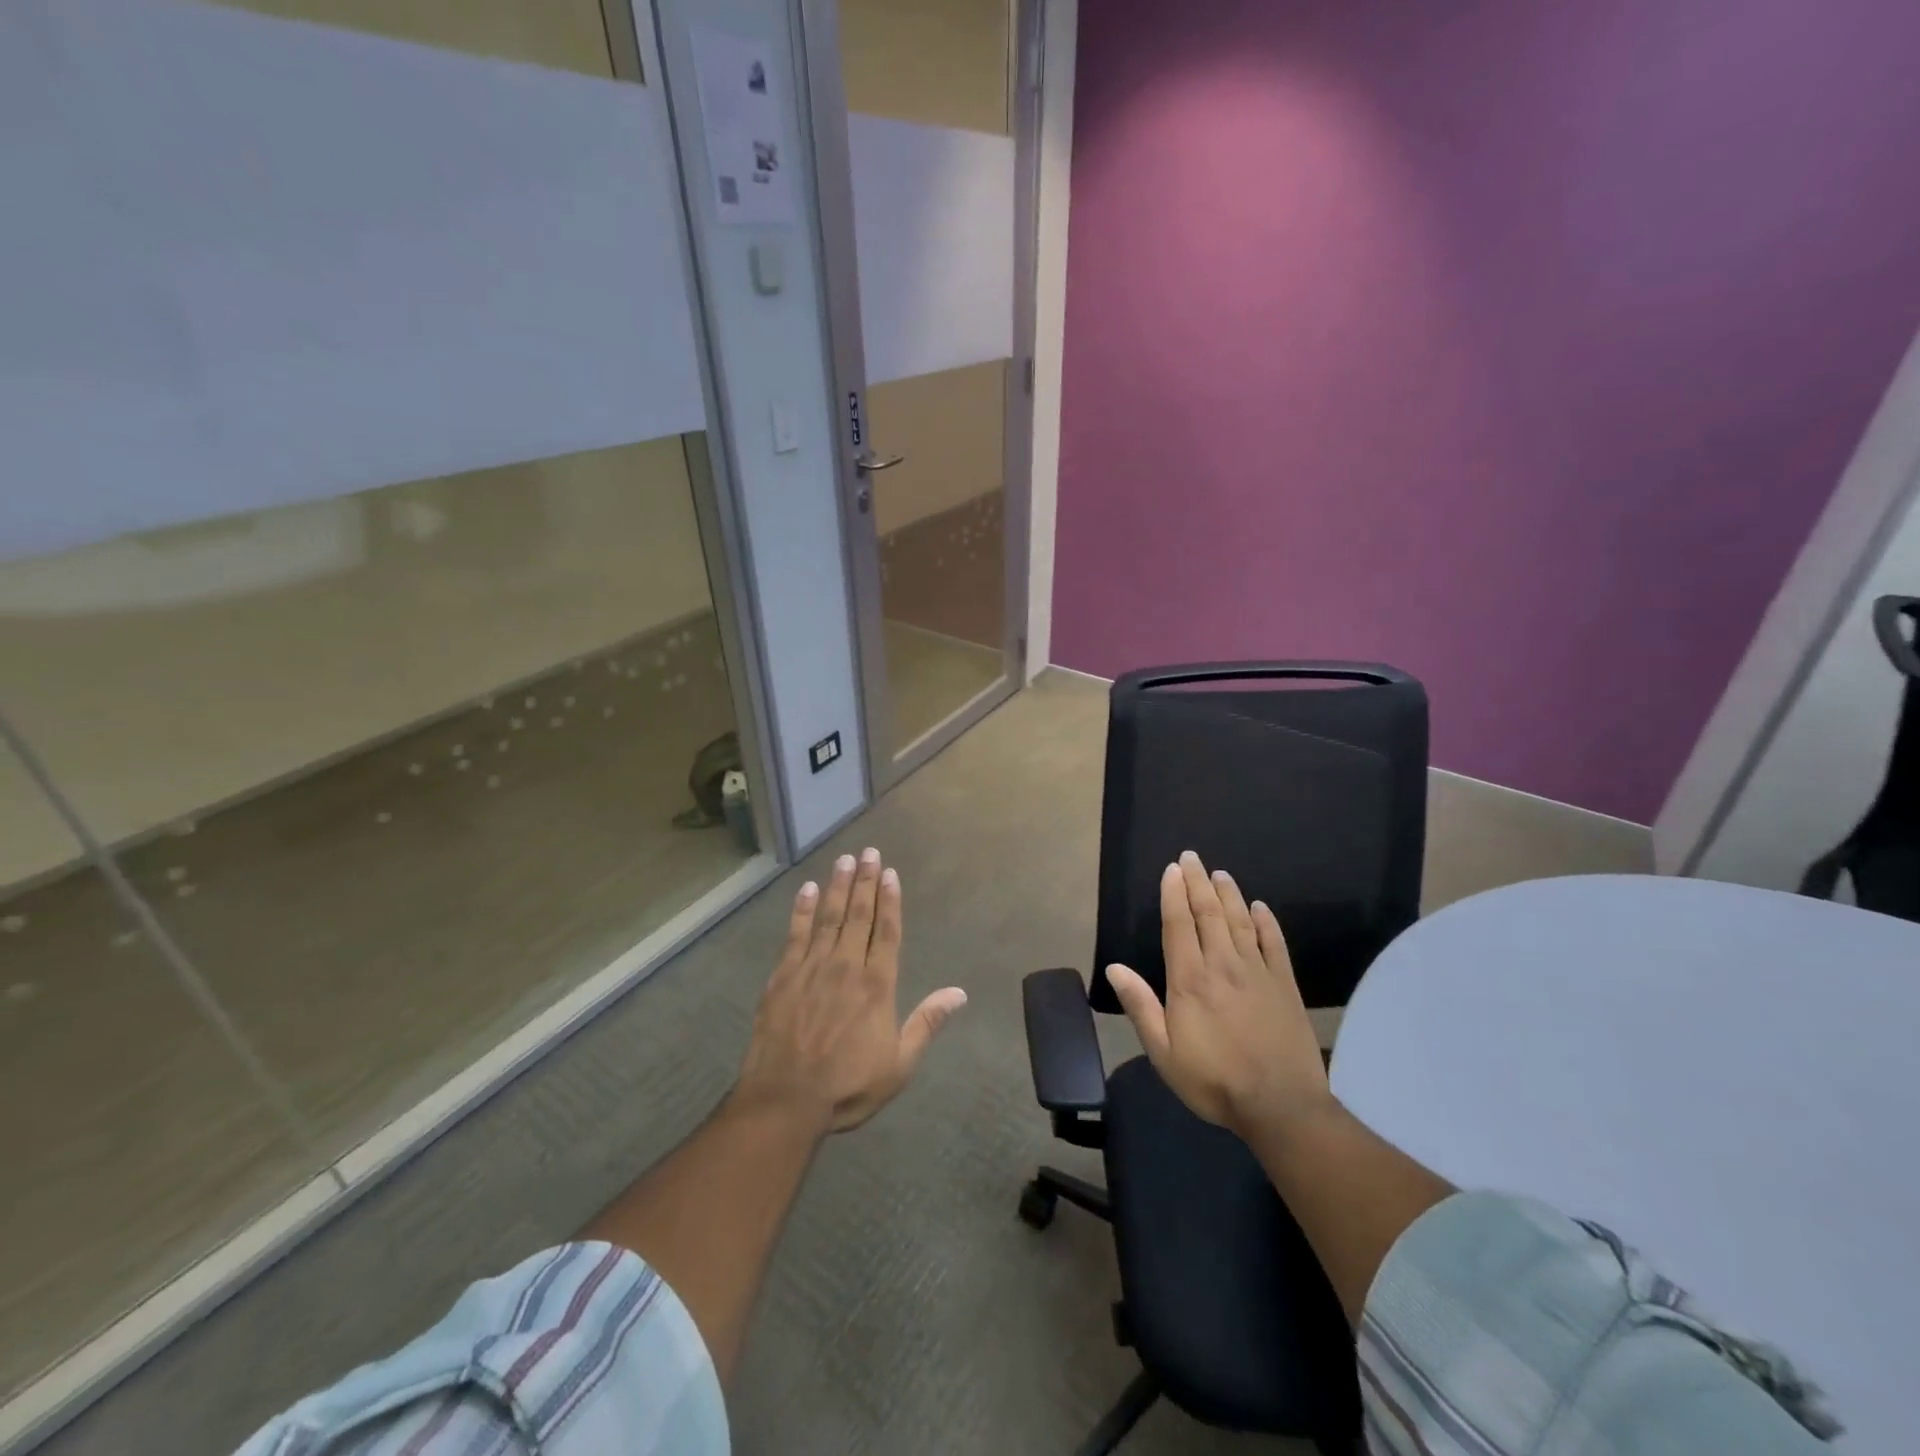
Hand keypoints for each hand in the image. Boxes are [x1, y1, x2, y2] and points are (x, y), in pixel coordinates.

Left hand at [735, 848, 966, 1133]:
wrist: (784, 1100)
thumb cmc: (847, 1085)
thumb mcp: (899, 1064)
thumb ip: (927, 1023)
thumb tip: (959, 993)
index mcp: (877, 985)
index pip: (887, 932)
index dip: (890, 901)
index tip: (890, 873)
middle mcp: (846, 966)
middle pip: (859, 915)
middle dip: (865, 881)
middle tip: (869, 852)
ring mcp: (812, 968)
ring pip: (829, 917)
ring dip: (838, 886)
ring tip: (845, 860)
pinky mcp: (783, 976)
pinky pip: (796, 934)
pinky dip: (803, 910)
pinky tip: (808, 890)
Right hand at [1105, 851, 1331, 1137]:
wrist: (1280, 1105)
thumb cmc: (1213, 1080)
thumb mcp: (1163, 1051)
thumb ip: (1140, 1006)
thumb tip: (1114, 968)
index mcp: (1189, 980)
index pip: (1178, 925)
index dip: (1173, 894)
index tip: (1172, 870)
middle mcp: (1222, 965)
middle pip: (1208, 914)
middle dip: (1198, 883)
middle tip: (1192, 857)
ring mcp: (1257, 973)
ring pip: (1239, 922)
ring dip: (1228, 894)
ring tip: (1219, 873)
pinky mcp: (1285, 985)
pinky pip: (1274, 944)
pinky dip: (1266, 922)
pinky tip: (1260, 907)